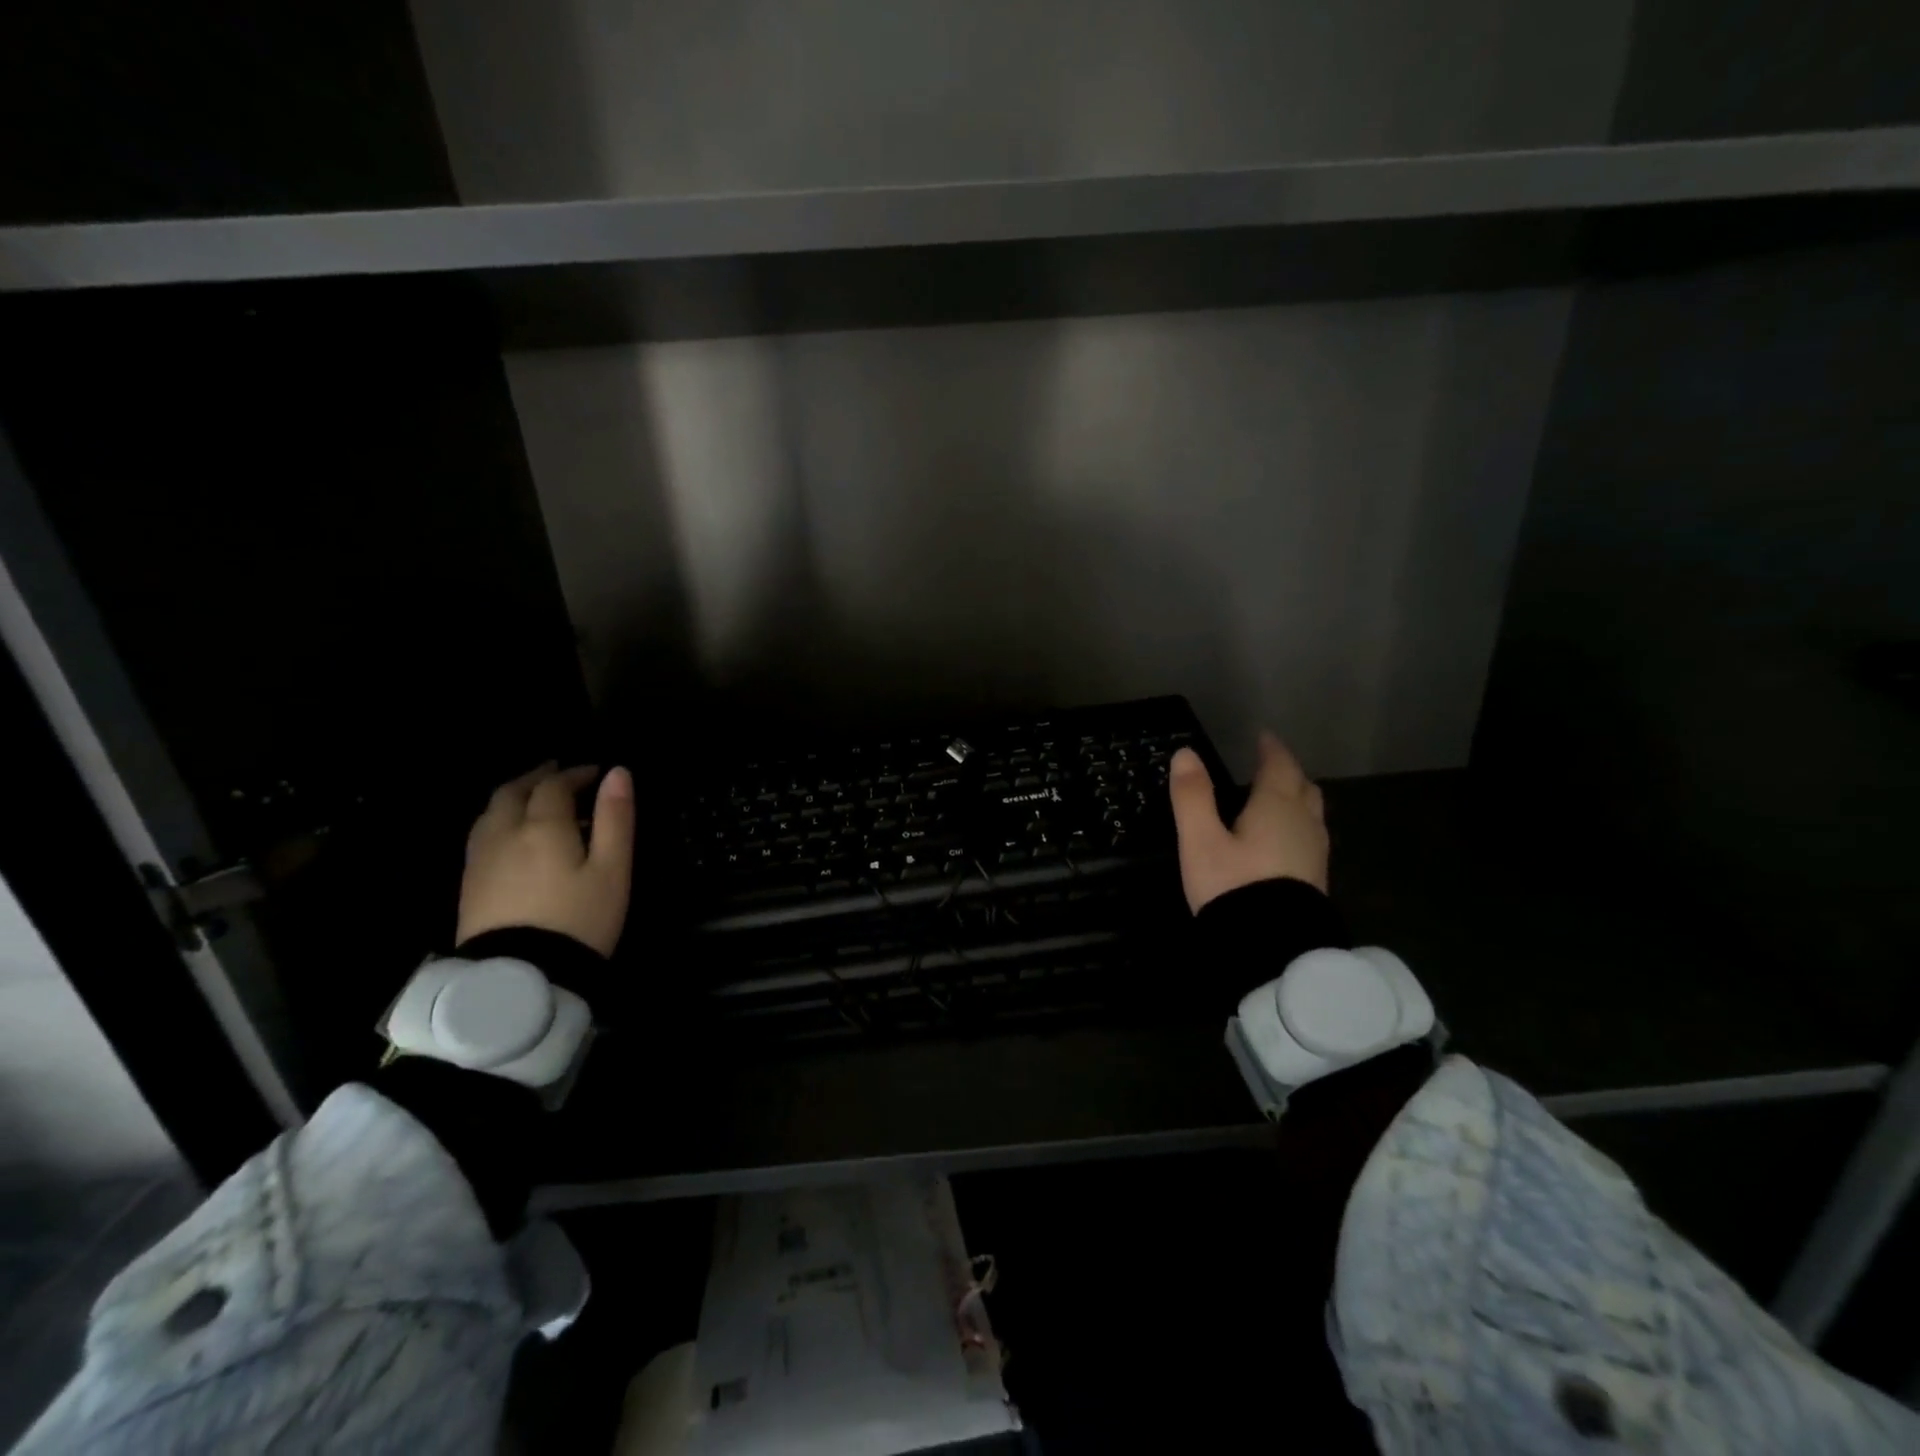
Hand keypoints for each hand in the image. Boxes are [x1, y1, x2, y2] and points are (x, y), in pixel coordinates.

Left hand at [457, 762, 635, 955]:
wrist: (521, 977)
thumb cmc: (579, 920)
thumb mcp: (612, 869)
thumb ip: (615, 818)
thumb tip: (618, 773)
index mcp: (543, 826)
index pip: (555, 785)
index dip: (576, 774)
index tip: (596, 772)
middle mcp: (505, 833)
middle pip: (513, 792)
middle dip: (537, 778)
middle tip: (558, 774)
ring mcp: (481, 860)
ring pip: (490, 812)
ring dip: (513, 796)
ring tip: (533, 799)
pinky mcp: (469, 885)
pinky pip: (481, 836)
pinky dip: (499, 820)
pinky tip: (510, 835)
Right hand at [1168, 731, 1327, 912]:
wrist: (1273, 948)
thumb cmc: (1233, 886)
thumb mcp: (1200, 840)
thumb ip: (1192, 796)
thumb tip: (1185, 753)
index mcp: (1276, 807)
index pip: (1279, 766)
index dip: (1271, 749)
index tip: (1263, 737)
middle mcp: (1303, 824)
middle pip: (1303, 788)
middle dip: (1288, 773)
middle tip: (1271, 766)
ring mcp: (1315, 853)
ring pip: (1311, 814)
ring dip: (1296, 800)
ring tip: (1276, 800)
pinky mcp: (1315, 880)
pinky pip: (1310, 838)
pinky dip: (1297, 827)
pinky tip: (1282, 842)